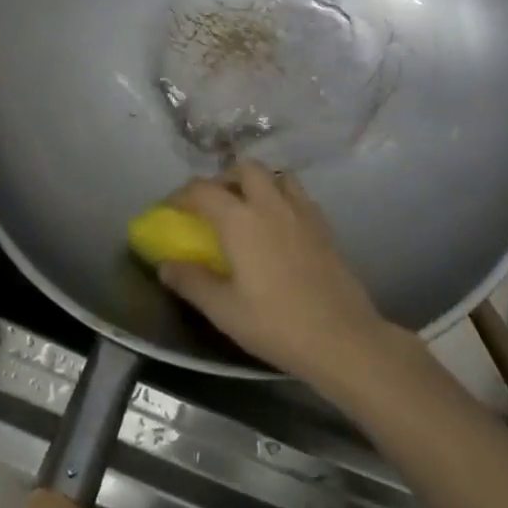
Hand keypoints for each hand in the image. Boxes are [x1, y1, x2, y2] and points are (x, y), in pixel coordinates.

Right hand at [159, 160, 393, 387]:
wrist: (342, 338)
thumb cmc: (276, 324)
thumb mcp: (223, 310)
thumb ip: (191, 282)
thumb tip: (166, 265)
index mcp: (240, 220)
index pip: (203, 190)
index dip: (181, 195)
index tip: (171, 210)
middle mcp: (270, 204)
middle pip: (244, 169)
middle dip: (224, 178)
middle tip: (213, 204)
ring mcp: (302, 212)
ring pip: (277, 176)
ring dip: (257, 183)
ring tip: (247, 209)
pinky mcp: (324, 227)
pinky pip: (299, 196)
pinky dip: (283, 198)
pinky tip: (279, 226)